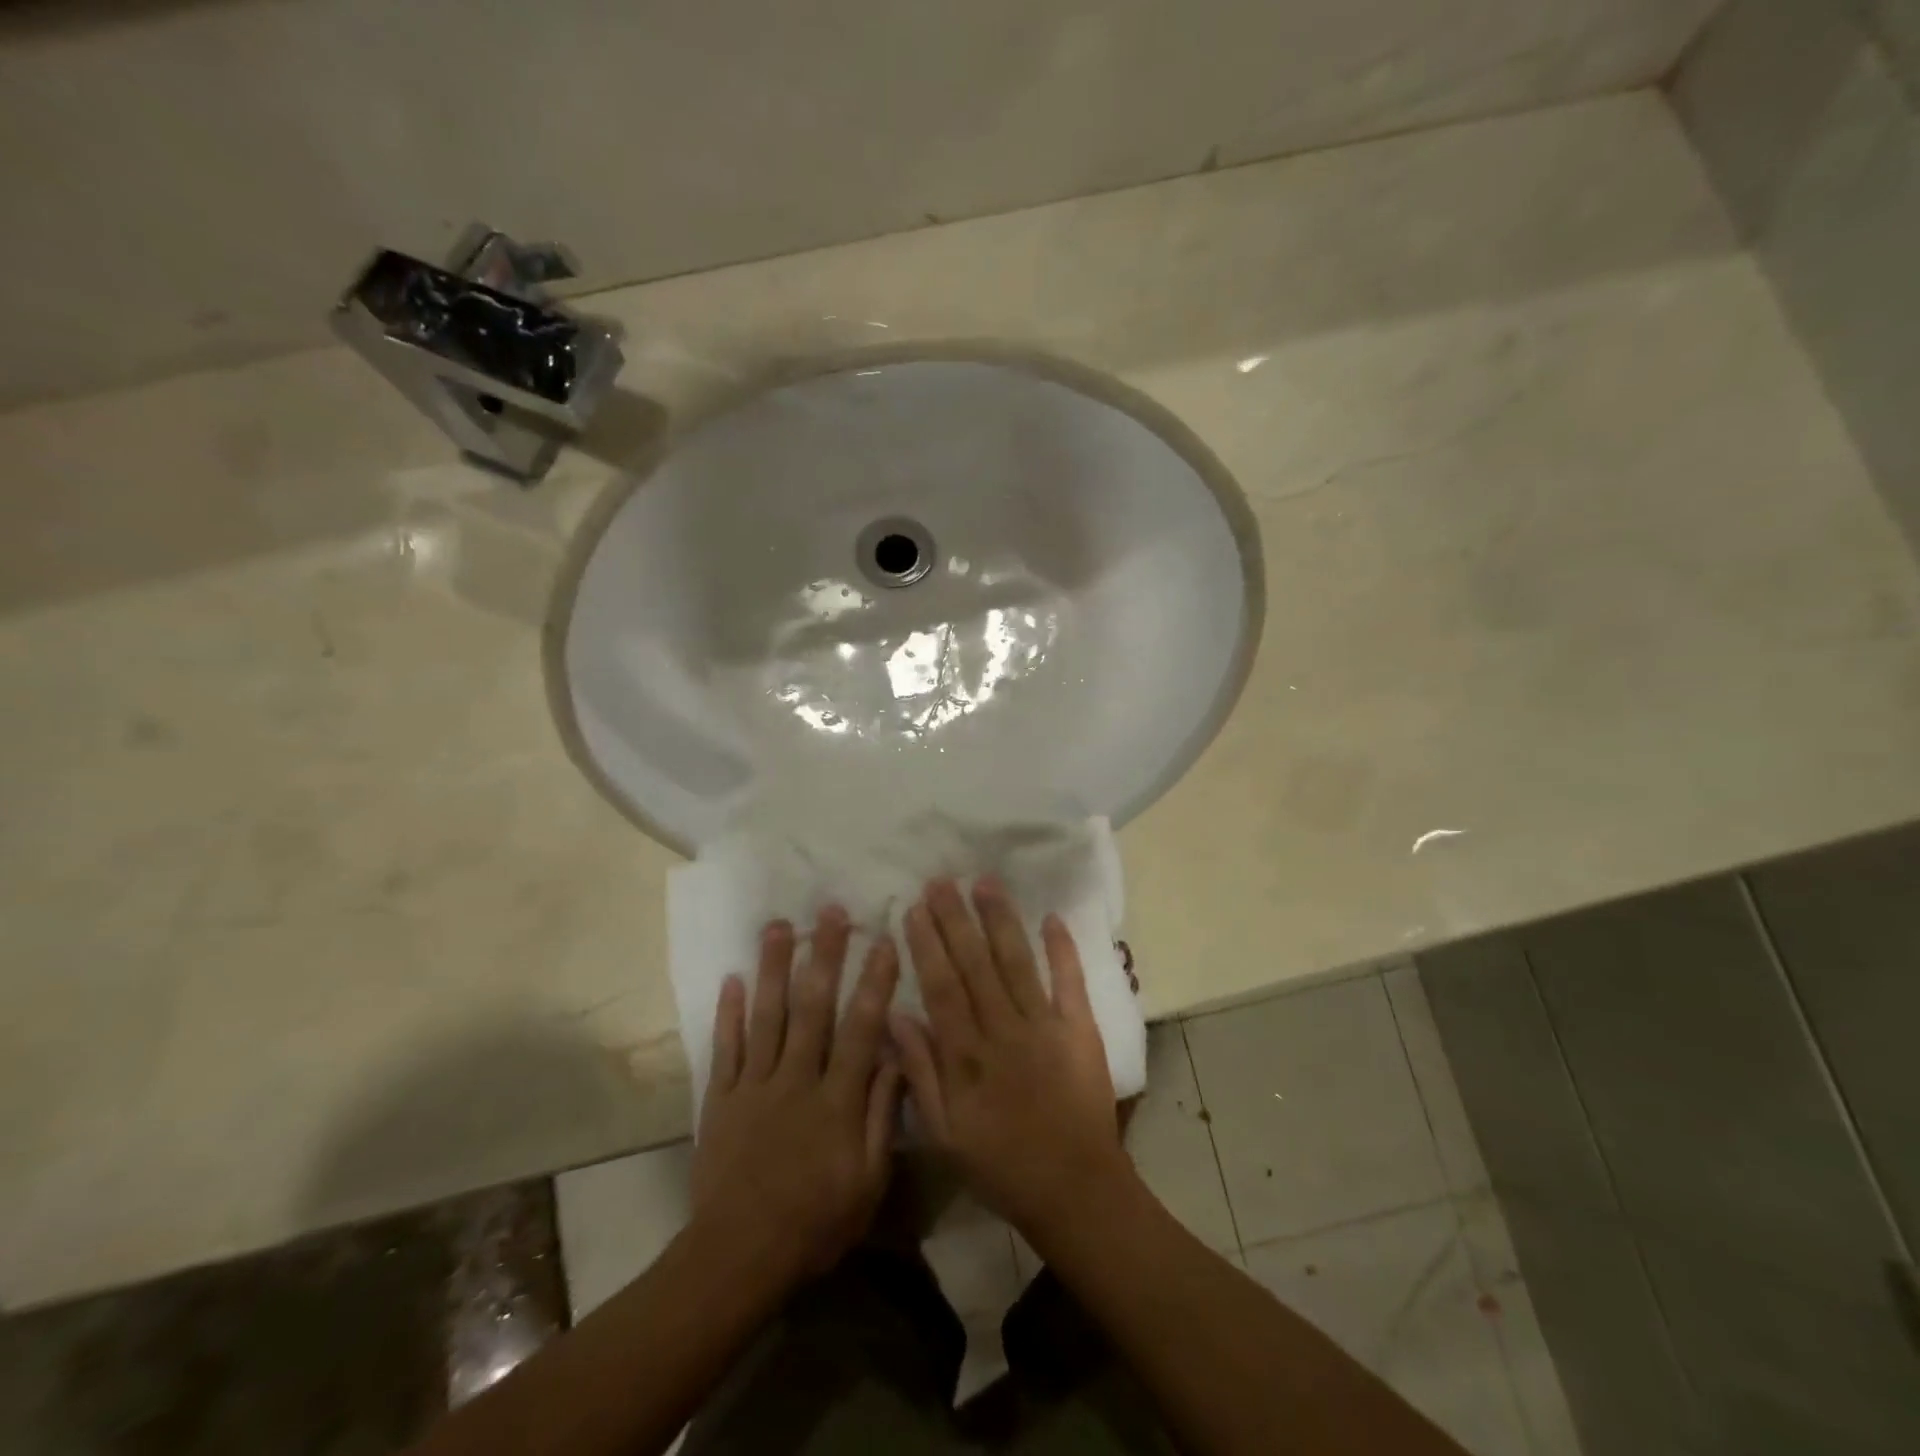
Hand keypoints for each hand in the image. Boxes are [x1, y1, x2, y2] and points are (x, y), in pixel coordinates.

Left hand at [692, 907, 902, 1284]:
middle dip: (824, 956)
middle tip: (830, 912)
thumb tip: (896, 1056)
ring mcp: (754, 1085)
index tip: (883, 941)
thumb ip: (883, 1115)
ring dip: (773, 968)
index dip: (874, 983)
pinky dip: (728, 1013)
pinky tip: (732, 978)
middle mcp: (796, 1079)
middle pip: (812, 1008)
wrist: (737, 1258)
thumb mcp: (868, 1181)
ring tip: (778, 926)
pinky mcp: (722, 1099)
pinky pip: (726, 1048)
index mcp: (837, 1099)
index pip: (860, 1029)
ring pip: (766, 1016)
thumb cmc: (815, 1222)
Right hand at [891, 879, 1135, 1242]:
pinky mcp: (1080, 1029)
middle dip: (956, 919)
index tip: (915, 908)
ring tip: (985, 882)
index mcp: (968, 1055)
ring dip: (1000, 920)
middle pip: (975, 965)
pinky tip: (1052, 917)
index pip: (942, 987)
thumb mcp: (945, 1134)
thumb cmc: (1001, 1165)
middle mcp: (1004, 1030)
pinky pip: (1070, 982)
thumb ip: (920, 1073)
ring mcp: (1045, 1026)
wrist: (1076, 1189)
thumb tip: (896, 1016)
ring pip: (1017, 962)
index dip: (927, 945)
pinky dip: (1063, 949)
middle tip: (942, 880)